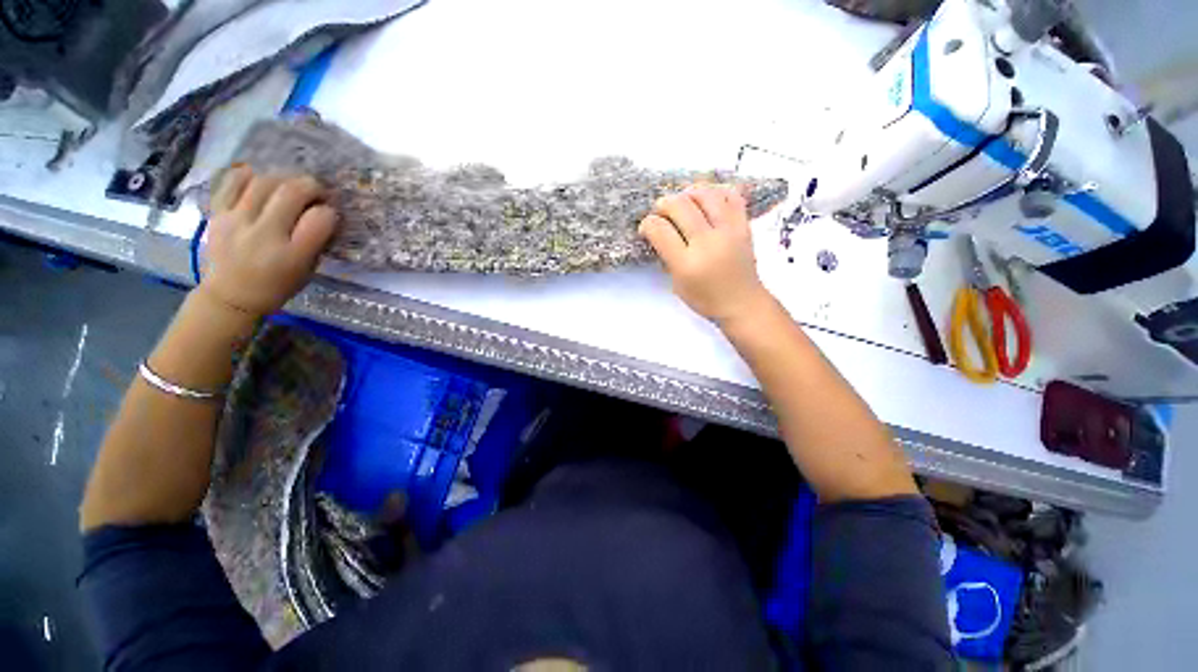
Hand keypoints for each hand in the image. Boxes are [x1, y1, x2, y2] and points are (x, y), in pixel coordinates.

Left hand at [199, 166, 338, 317]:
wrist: (230, 295)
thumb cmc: (277, 285)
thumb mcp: (306, 270)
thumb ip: (315, 241)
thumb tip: (324, 212)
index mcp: (292, 255)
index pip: (319, 219)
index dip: (329, 212)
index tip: (330, 214)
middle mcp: (264, 235)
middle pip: (291, 193)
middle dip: (311, 186)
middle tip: (317, 192)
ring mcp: (236, 221)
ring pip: (264, 182)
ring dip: (285, 178)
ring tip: (291, 185)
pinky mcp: (217, 214)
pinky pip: (233, 182)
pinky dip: (250, 175)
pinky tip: (260, 180)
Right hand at [639, 186, 772, 325]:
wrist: (742, 303)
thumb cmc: (705, 299)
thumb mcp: (677, 284)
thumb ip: (667, 257)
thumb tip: (658, 232)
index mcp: (686, 264)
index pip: (660, 230)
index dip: (647, 223)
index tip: (646, 227)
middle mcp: (707, 243)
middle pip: (680, 206)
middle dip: (664, 204)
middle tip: (661, 212)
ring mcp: (729, 231)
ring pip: (705, 194)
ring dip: (688, 193)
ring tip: (683, 202)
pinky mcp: (744, 226)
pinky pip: (731, 196)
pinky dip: (716, 192)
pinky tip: (707, 199)